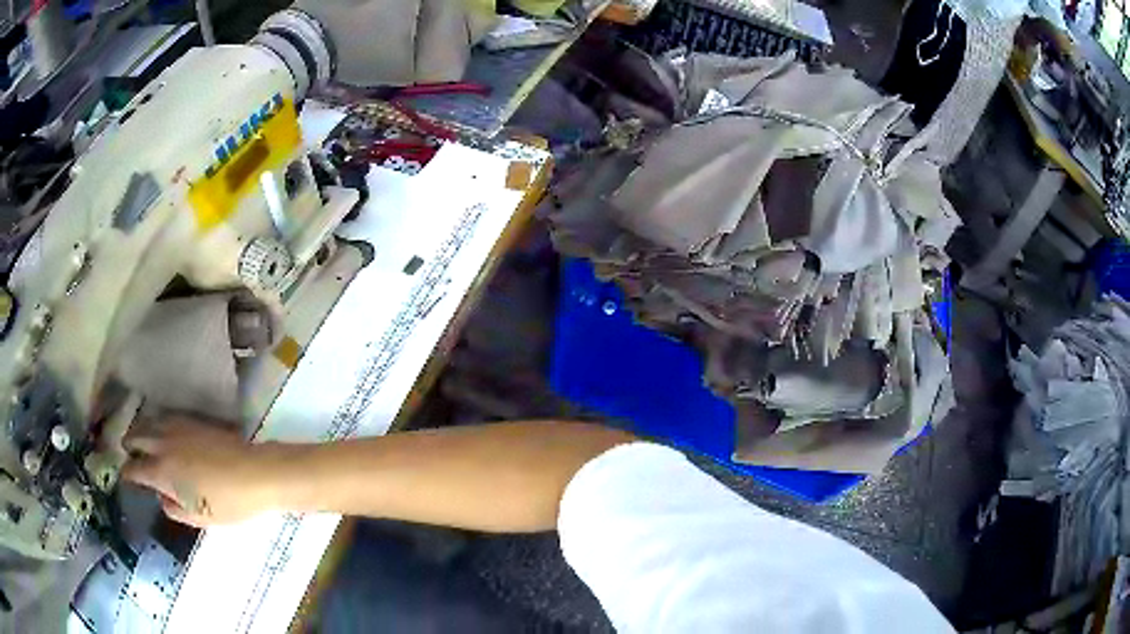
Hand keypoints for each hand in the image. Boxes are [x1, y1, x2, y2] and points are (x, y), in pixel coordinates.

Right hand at [122, 416, 291, 526]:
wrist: (256, 473)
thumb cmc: (228, 503)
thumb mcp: (199, 518)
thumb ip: (174, 508)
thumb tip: (162, 497)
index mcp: (162, 471)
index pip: (134, 469)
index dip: (127, 474)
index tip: (124, 477)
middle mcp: (163, 444)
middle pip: (136, 437)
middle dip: (129, 445)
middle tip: (129, 454)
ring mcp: (178, 428)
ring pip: (149, 422)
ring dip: (142, 431)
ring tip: (142, 441)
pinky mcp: (193, 420)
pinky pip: (166, 417)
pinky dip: (158, 423)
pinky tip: (163, 432)